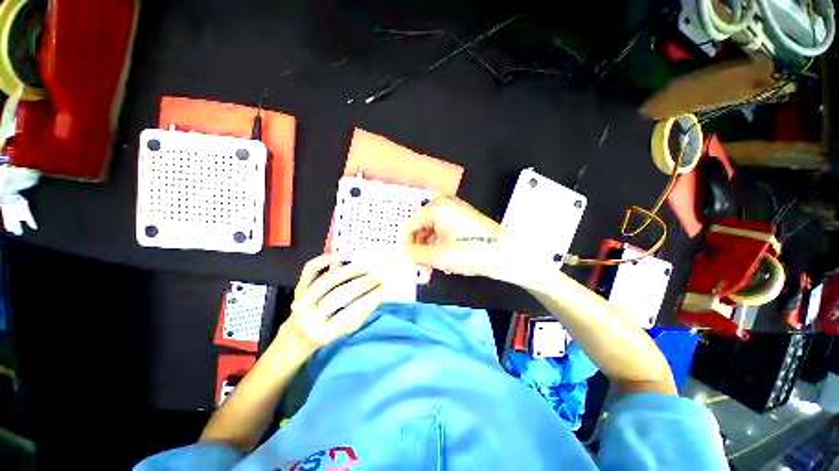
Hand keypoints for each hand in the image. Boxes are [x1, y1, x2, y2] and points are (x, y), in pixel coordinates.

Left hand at [280, 253, 392, 352]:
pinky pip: (313, 267)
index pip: (351, 312)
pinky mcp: (299, 284)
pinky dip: (331, 257)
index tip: (387, 285)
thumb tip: (380, 291)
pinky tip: (348, 255)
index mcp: (323, 333)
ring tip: (368, 263)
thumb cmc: (329, 331)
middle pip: (339, 294)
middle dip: (363, 282)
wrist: (298, 333)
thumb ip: (363, 311)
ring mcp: (301, 298)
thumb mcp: (349, 328)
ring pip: (328, 278)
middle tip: (380, 274)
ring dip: (351, 269)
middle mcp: (308, 316)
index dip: (371, 298)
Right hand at [404, 197, 505, 276]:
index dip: (405, 243)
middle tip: (420, 267)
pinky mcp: (464, 221)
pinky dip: (442, 247)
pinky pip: (445, 233)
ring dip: (431, 252)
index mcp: (437, 207)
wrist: (503, 255)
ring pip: (434, 233)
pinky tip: (446, 262)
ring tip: (433, 268)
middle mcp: (446, 205)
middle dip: (420, 250)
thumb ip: (413, 254)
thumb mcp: (436, 255)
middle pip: (422, 228)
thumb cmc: (469, 251)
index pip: (410, 224)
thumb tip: (400, 255)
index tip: (404, 258)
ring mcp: (457, 212)